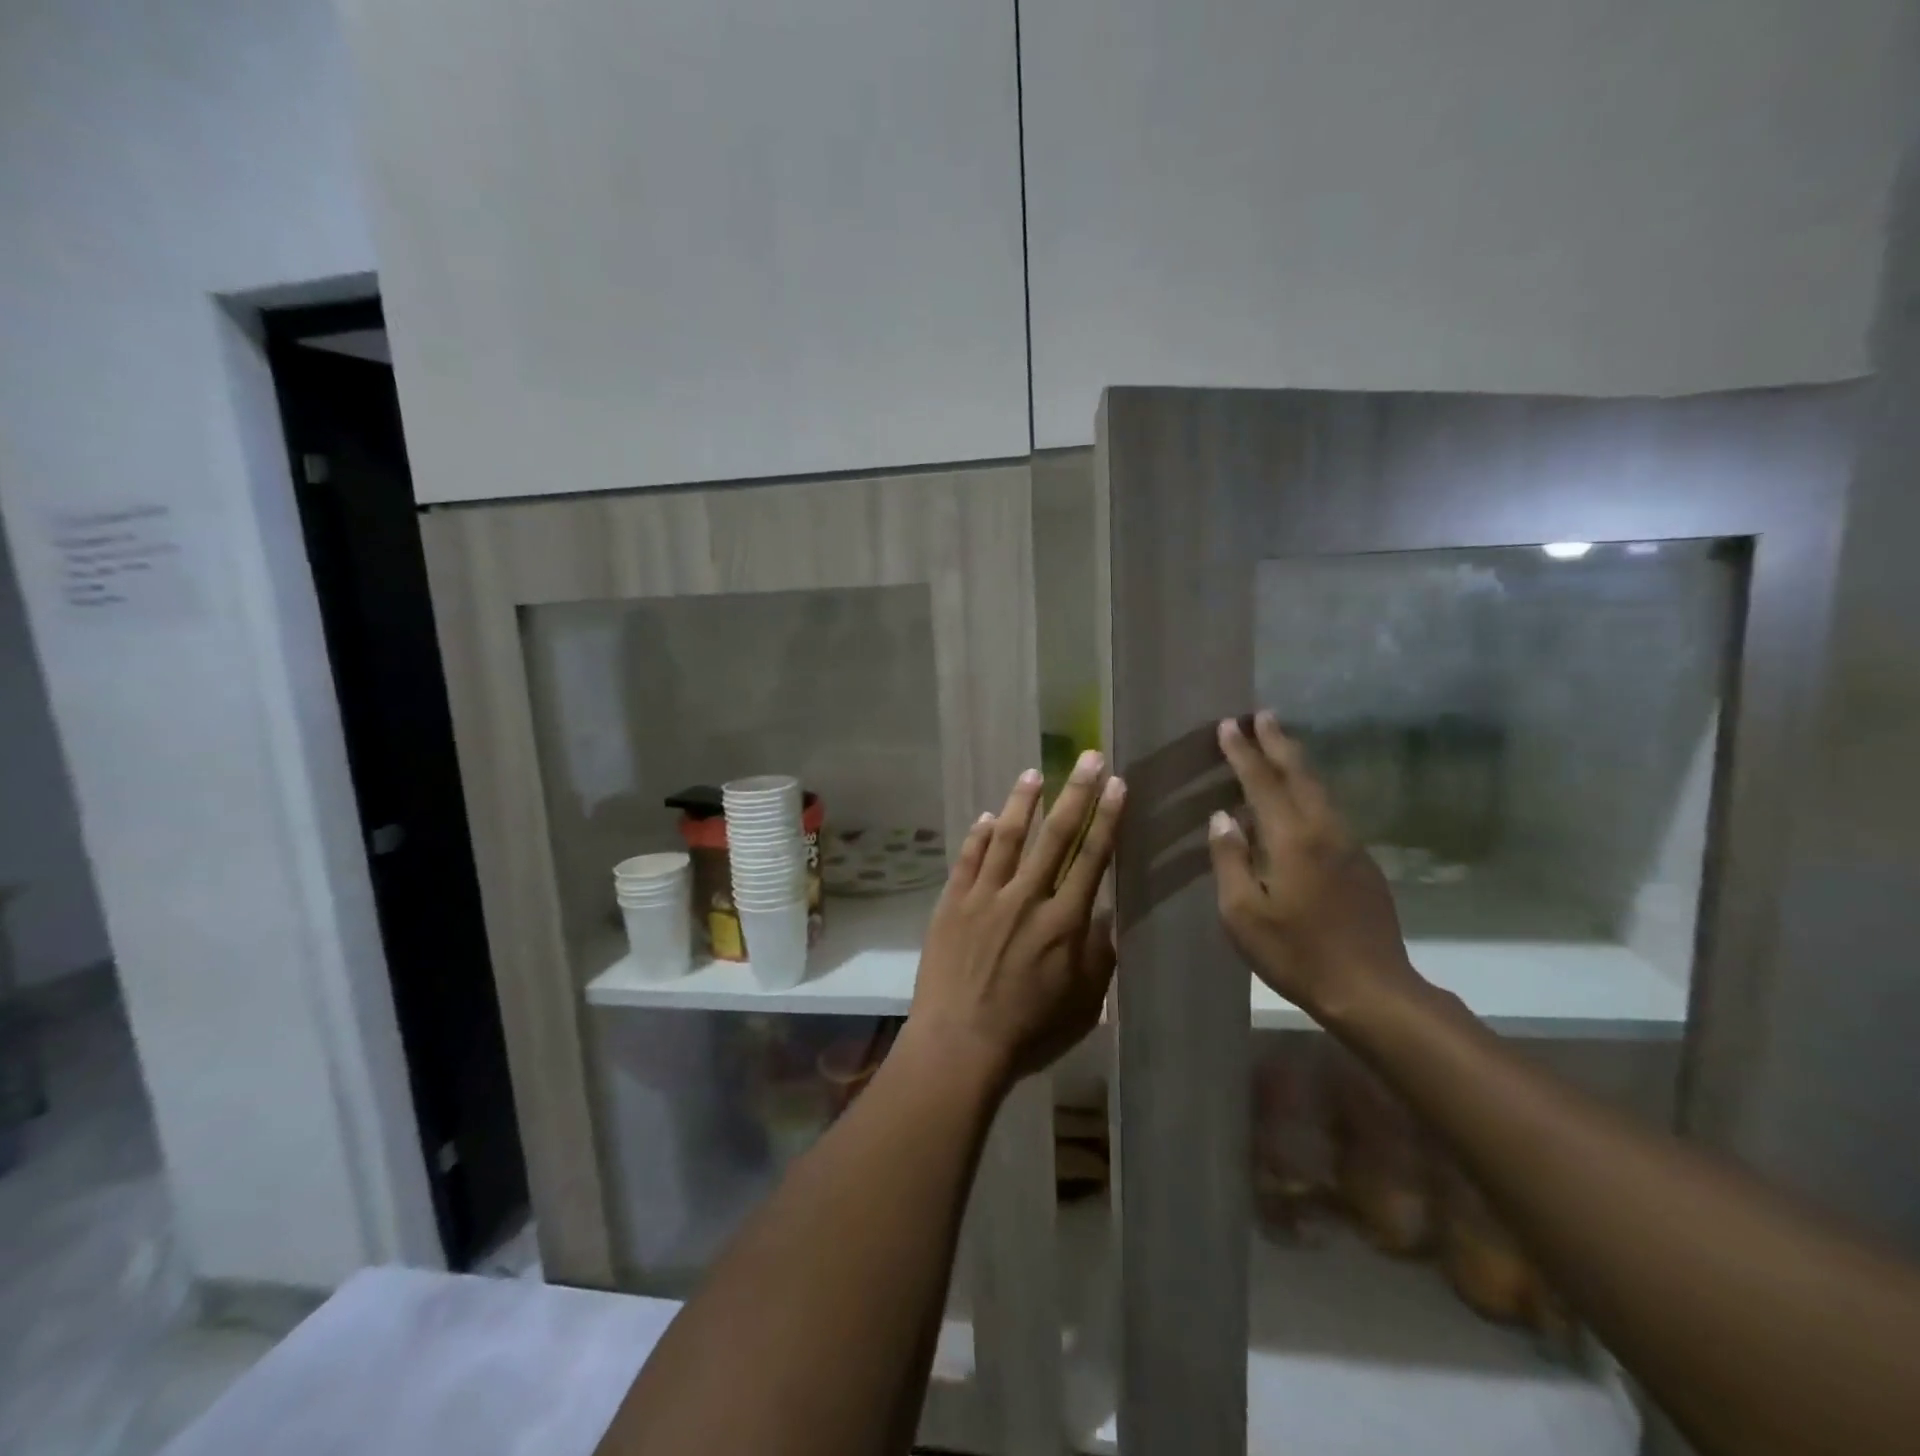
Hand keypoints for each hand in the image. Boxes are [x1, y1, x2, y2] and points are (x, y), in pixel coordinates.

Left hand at [906, 752, 1125, 1086]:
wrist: (959, 1045)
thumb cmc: (1028, 1031)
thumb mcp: (1084, 1003)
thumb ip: (1099, 955)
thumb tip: (1106, 912)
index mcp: (1064, 922)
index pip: (1092, 858)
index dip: (1107, 819)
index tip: (1117, 785)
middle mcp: (1026, 898)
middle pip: (1055, 836)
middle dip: (1076, 793)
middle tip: (1089, 758)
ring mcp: (985, 897)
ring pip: (1008, 837)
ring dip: (1023, 803)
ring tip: (1035, 773)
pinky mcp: (952, 904)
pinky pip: (968, 860)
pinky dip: (979, 836)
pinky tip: (988, 817)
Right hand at [1208, 712, 1420, 1022]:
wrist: (1371, 990)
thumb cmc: (1296, 953)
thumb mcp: (1242, 913)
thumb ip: (1229, 860)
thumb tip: (1223, 818)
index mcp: (1292, 838)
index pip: (1262, 782)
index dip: (1243, 752)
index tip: (1229, 725)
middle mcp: (1324, 830)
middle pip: (1299, 774)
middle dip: (1277, 742)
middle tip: (1260, 715)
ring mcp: (1349, 844)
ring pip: (1318, 790)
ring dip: (1295, 762)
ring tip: (1277, 744)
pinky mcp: (1361, 862)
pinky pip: (1327, 811)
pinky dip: (1307, 791)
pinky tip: (1296, 800)